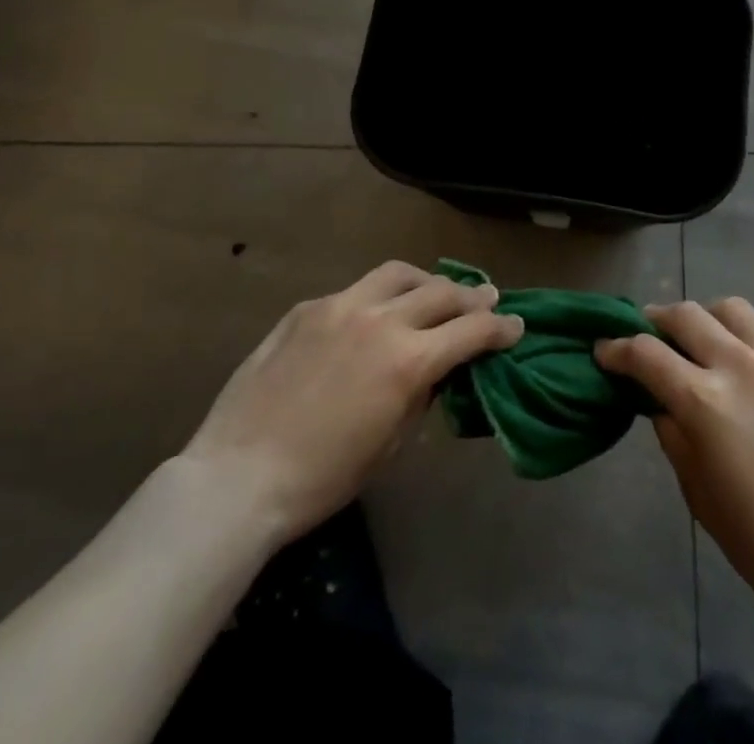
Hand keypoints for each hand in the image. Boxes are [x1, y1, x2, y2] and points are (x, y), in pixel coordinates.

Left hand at [182, 262, 522, 548]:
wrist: (237, 476)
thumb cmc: (322, 478)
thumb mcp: (390, 443)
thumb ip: (420, 394)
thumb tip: (436, 369)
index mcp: (408, 360)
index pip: (471, 330)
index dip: (500, 328)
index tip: (515, 326)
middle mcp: (381, 320)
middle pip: (441, 292)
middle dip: (471, 296)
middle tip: (486, 298)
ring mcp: (340, 306)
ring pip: (398, 274)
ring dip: (425, 282)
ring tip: (434, 291)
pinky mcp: (308, 308)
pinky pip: (354, 291)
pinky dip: (376, 298)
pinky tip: (372, 316)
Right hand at [596, 298, 753, 641]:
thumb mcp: (699, 495)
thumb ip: (674, 435)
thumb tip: (661, 401)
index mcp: (705, 400)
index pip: (645, 353)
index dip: (617, 348)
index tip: (604, 349)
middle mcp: (741, 364)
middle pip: (686, 315)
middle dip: (657, 321)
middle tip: (650, 336)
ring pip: (732, 309)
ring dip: (708, 319)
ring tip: (706, 341)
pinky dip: (751, 341)